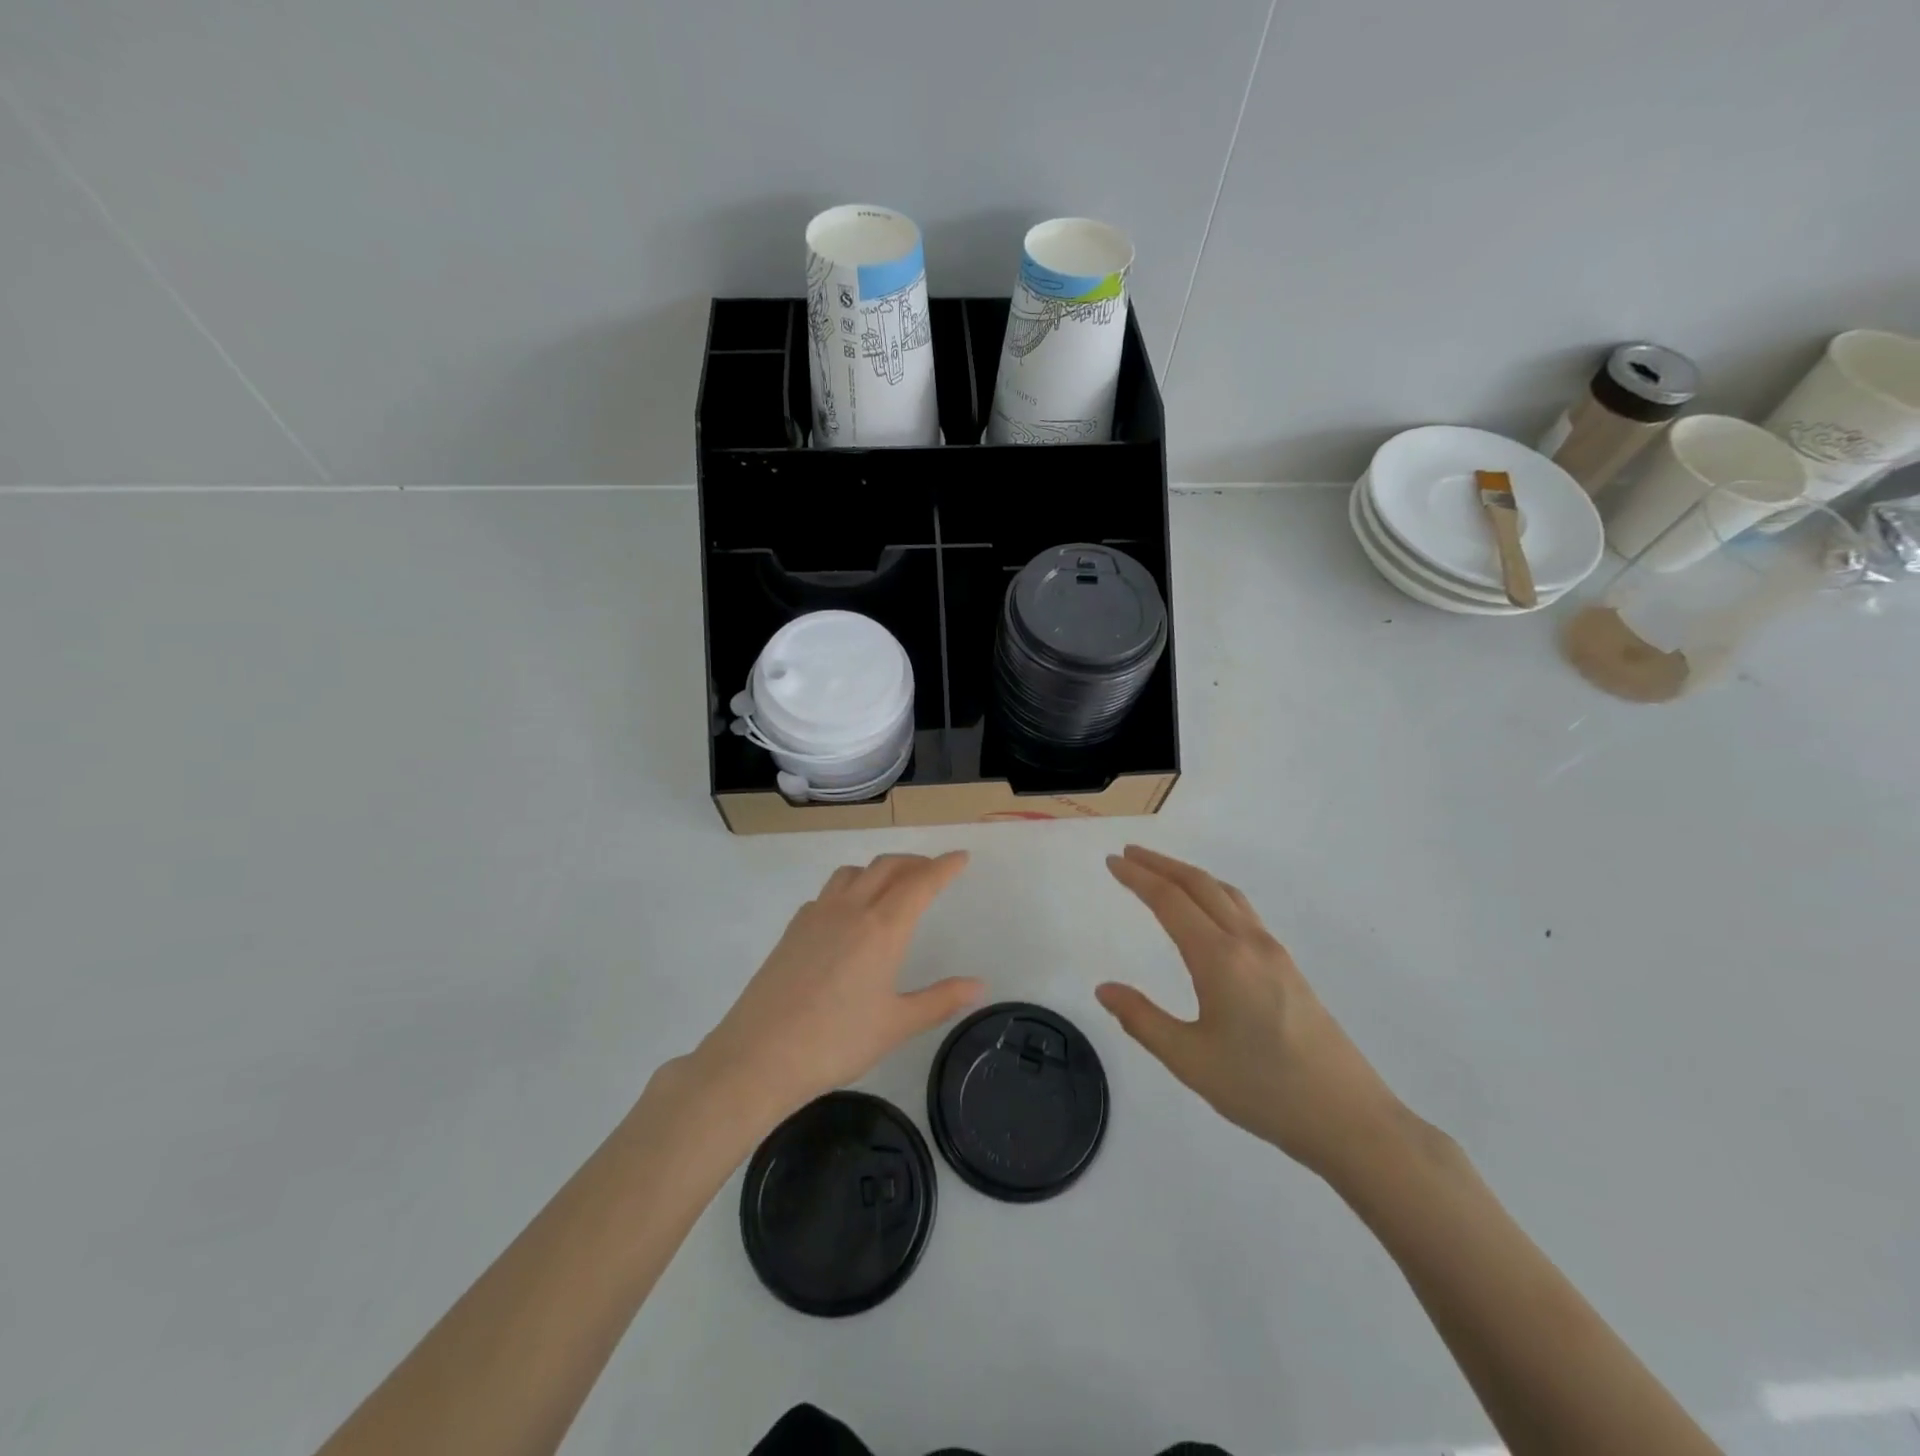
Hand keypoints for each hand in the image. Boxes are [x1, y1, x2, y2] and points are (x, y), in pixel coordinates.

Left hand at [685, 853, 983, 1125]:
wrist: (758, 1056)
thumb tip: (979, 985)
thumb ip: (940, 1000)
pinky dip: (849, 888)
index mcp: (882, 927)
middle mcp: (851, 909)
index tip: (961, 857)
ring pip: (853, 872)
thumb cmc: (836, 1041)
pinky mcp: (793, 929)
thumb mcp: (896, 1025)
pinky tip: (848, 915)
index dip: (944, 866)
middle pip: (887, 867)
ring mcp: (816, 915)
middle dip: (915, 862)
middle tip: (933, 871)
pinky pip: (827, 892)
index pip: (921, 882)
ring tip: (892, 886)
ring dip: (879, 869)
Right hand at [1096, 845, 1407, 1180]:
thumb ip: (1142, 1020)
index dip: (1138, 877)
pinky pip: (1243, 912)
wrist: (1350, 1119)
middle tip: (1129, 854)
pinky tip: (1209, 914)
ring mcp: (1274, 953)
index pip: (1170, 900)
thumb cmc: (1263, 1089)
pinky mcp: (1289, 969)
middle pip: (1200, 885)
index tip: (1112, 861)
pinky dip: (1214, 894)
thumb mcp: (1190, 1060)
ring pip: (1226, 894)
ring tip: (1163, 874)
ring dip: (1190, 876)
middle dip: (1161, 865)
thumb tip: (1104, 989)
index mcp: (1220, 958)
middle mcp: (1248, 943)